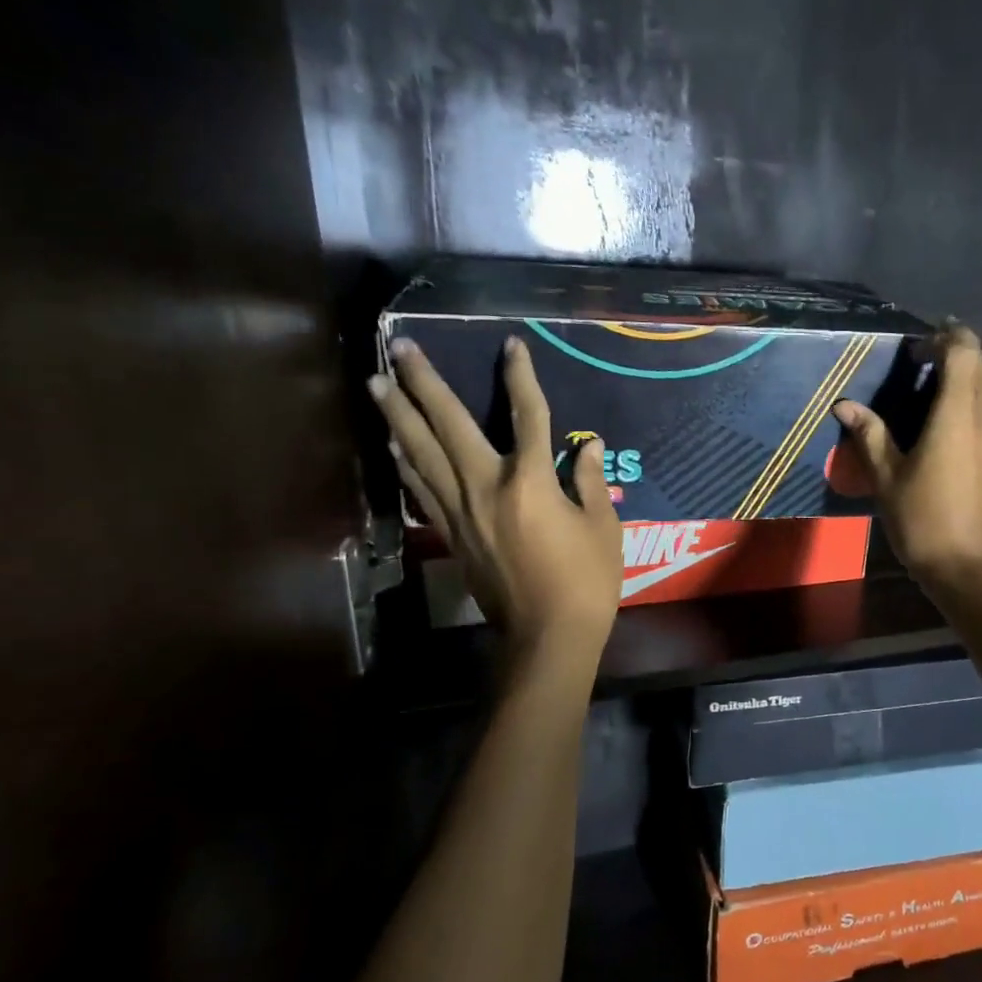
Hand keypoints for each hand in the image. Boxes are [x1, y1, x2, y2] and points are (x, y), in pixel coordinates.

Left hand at [370, 336, 622, 657]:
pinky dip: (405, 464)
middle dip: (426, 383)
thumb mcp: (603, 528)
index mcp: (532, 482)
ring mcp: (462, 512)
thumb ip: (592, 482)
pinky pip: (422, 490)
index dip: (520, 378)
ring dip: (399, 416)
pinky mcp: (452, 535)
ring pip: (423, 454)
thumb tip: (590, 446)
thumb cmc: (587, 581)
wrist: (547, 635)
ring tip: (378, 384)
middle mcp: (487, 487)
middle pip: (450, 425)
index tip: (511, 345)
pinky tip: (393, 445)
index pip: (527, 416)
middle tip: (401, 348)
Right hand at [831, 322, 981, 594]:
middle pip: (980, 367)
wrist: (965, 567)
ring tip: (924, 383)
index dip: (946, 337)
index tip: (919, 340)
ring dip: (960, 376)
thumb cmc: (922, 520)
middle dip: (954, 350)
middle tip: (919, 355)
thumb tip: (844, 405)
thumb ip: (869, 434)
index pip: (964, 355)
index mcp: (956, 418)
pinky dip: (963, 401)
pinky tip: (936, 420)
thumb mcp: (886, 477)